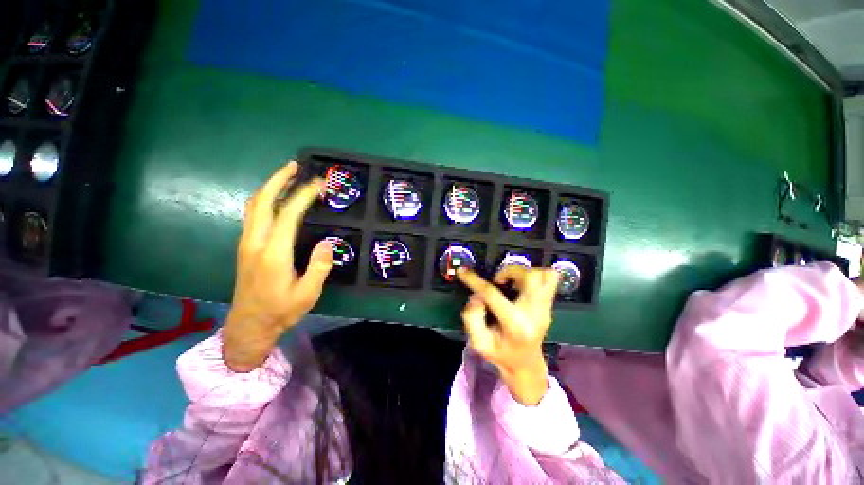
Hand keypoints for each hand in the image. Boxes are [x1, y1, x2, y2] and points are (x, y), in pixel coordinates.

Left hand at [223, 162, 333, 371]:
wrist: (248, 326)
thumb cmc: (281, 311)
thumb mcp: (307, 294)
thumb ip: (319, 267)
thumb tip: (327, 242)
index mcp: (273, 254)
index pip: (287, 215)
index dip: (302, 195)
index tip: (318, 183)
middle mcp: (255, 243)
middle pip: (261, 202)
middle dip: (277, 180)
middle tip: (294, 166)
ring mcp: (246, 244)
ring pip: (253, 206)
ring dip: (269, 187)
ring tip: (286, 176)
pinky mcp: (245, 247)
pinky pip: (252, 214)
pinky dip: (264, 199)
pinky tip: (275, 200)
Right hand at [457, 266, 559, 404]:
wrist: (526, 364)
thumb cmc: (500, 353)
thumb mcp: (479, 342)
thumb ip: (472, 318)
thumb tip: (476, 296)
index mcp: (515, 325)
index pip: (493, 295)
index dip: (474, 281)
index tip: (463, 272)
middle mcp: (535, 314)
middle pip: (530, 277)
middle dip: (509, 271)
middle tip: (497, 280)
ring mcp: (545, 308)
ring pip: (545, 275)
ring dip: (523, 272)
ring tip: (511, 281)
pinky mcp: (549, 305)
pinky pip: (551, 279)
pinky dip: (536, 274)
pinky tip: (521, 284)